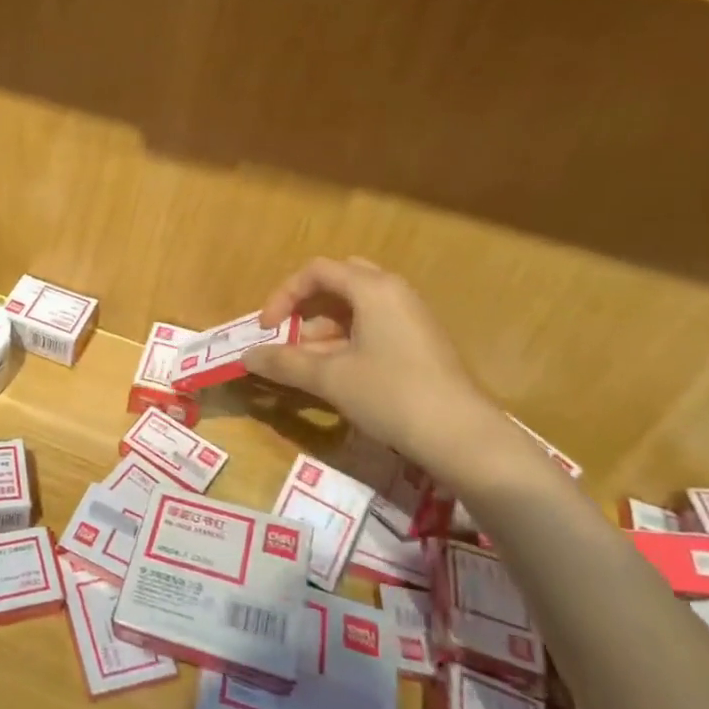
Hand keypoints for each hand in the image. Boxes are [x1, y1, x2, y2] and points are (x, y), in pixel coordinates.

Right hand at [244, 257, 511, 489]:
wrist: (461, 437)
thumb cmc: (390, 394)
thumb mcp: (330, 378)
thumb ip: (285, 363)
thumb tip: (247, 357)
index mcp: (373, 288)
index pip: (316, 271)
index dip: (284, 295)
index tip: (267, 328)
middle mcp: (394, 292)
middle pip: (339, 282)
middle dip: (307, 307)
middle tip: (290, 335)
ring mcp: (411, 318)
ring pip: (357, 308)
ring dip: (325, 330)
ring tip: (309, 366)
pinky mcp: (420, 343)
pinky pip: (374, 327)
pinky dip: (348, 342)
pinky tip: (339, 375)